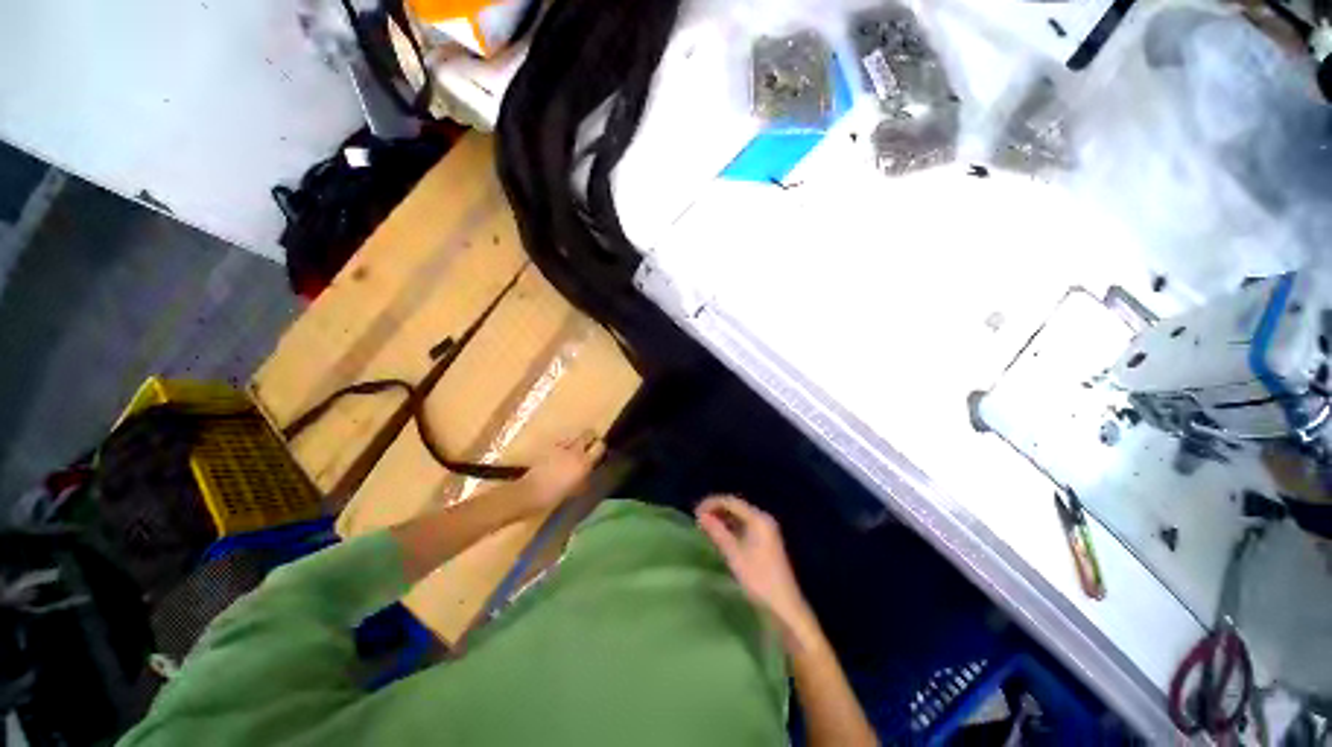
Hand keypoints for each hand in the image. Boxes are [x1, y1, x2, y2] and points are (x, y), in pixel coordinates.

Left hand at [515, 431, 604, 514]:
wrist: (529, 493)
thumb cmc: (554, 496)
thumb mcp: (575, 489)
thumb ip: (584, 478)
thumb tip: (588, 473)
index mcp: (584, 463)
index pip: (600, 447)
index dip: (600, 447)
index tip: (599, 450)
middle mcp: (575, 451)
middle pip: (588, 434)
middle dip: (590, 437)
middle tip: (589, 444)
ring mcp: (561, 447)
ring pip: (574, 437)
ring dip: (575, 441)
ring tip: (572, 450)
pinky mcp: (548, 447)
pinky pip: (561, 443)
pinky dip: (562, 446)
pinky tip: (558, 454)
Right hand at [696, 495, 813, 639]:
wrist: (784, 608)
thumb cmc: (758, 579)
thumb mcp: (733, 554)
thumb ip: (717, 531)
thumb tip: (701, 515)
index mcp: (758, 518)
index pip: (731, 501)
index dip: (711, 503)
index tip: (694, 513)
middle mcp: (763, 519)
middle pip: (736, 507)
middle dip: (716, 510)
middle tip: (698, 520)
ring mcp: (766, 531)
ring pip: (739, 517)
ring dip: (722, 519)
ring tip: (705, 528)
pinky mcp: (766, 542)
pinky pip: (745, 527)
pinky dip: (731, 528)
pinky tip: (720, 536)